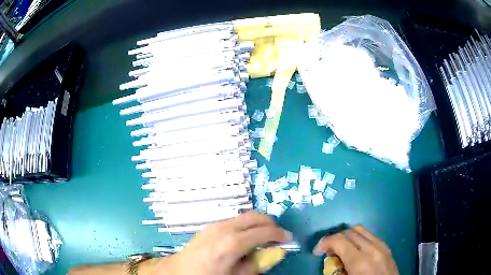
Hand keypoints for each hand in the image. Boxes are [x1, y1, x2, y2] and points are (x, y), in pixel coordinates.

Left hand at [156, 211, 291, 274]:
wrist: (178, 272)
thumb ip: (257, 264)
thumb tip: (276, 252)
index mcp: (233, 243)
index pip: (264, 231)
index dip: (279, 234)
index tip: (288, 239)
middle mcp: (225, 228)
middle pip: (255, 217)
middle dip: (270, 223)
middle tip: (277, 236)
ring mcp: (216, 225)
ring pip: (244, 216)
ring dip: (257, 223)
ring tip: (262, 238)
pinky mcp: (209, 226)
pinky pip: (234, 220)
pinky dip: (245, 225)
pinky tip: (244, 238)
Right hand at [313, 225, 397, 274]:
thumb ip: (336, 271)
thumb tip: (330, 260)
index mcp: (360, 261)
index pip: (339, 240)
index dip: (324, 242)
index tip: (317, 252)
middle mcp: (372, 249)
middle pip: (350, 231)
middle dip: (335, 238)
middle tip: (328, 251)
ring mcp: (382, 246)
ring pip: (361, 230)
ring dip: (347, 236)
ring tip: (341, 249)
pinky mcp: (387, 248)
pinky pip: (370, 236)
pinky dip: (359, 239)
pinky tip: (356, 251)